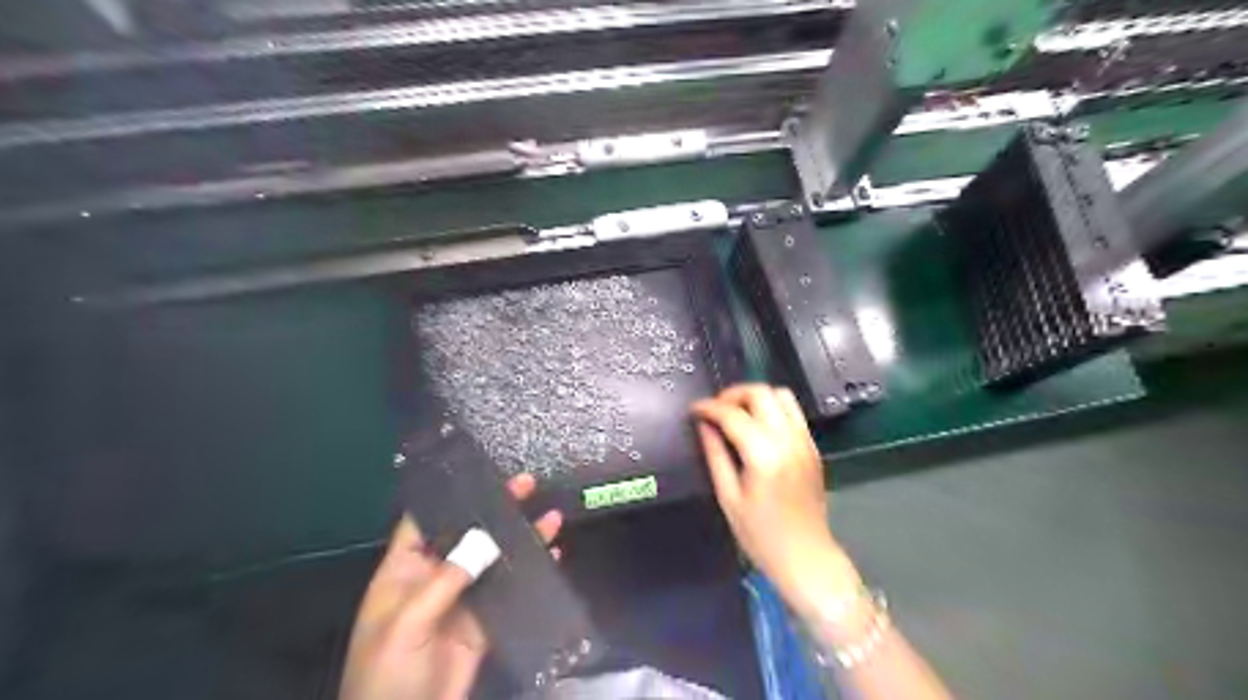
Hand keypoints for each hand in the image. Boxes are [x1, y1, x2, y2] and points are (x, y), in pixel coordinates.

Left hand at [337, 472, 560, 699]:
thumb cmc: (386, 675)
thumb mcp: (406, 624)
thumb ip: (445, 580)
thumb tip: (484, 538)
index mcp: (403, 573)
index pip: (425, 523)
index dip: (450, 497)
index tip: (480, 473)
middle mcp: (435, 579)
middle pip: (468, 536)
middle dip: (496, 510)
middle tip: (526, 483)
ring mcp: (463, 600)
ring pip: (495, 560)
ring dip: (522, 538)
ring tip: (551, 515)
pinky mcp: (484, 624)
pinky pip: (510, 591)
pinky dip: (531, 573)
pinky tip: (552, 555)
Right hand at [692, 382, 859, 618]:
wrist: (807, 557)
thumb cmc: (761, 535)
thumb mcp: (728, 497)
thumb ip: (715, 455)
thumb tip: (704, 425)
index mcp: (764, 456)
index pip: (733, 415)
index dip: (709, 407)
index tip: (694, 410)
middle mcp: (788, 441)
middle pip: (761, 393)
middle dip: (733, 394)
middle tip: (714, 409)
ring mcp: (805, 441)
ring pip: (781, 395)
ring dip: (755, 397)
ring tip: (735, 413)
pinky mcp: (812, 446)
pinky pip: (793, 411)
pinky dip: (772, 408)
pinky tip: (757, 425)